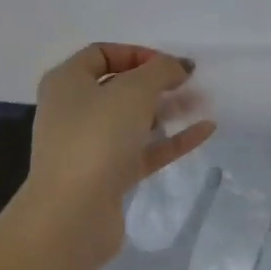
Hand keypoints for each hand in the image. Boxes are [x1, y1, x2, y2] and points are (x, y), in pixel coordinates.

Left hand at [22, 44, 215, 269]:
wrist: (72, 216)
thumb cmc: (96, 137)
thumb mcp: (134, 90)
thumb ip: (161, 70)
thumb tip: (178, 66)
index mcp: (66, 83)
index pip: (101, 54)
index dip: (137, 53)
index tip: (168, 64)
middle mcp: (73, 111)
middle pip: (119, 88)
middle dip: (157, 83)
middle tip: (190, 83)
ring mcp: (89, 147)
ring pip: (133, 120)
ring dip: (167, 110)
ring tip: (202, 103)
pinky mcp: (107, 177)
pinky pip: (143, 150)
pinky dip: (171, 140)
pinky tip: (204, 131)